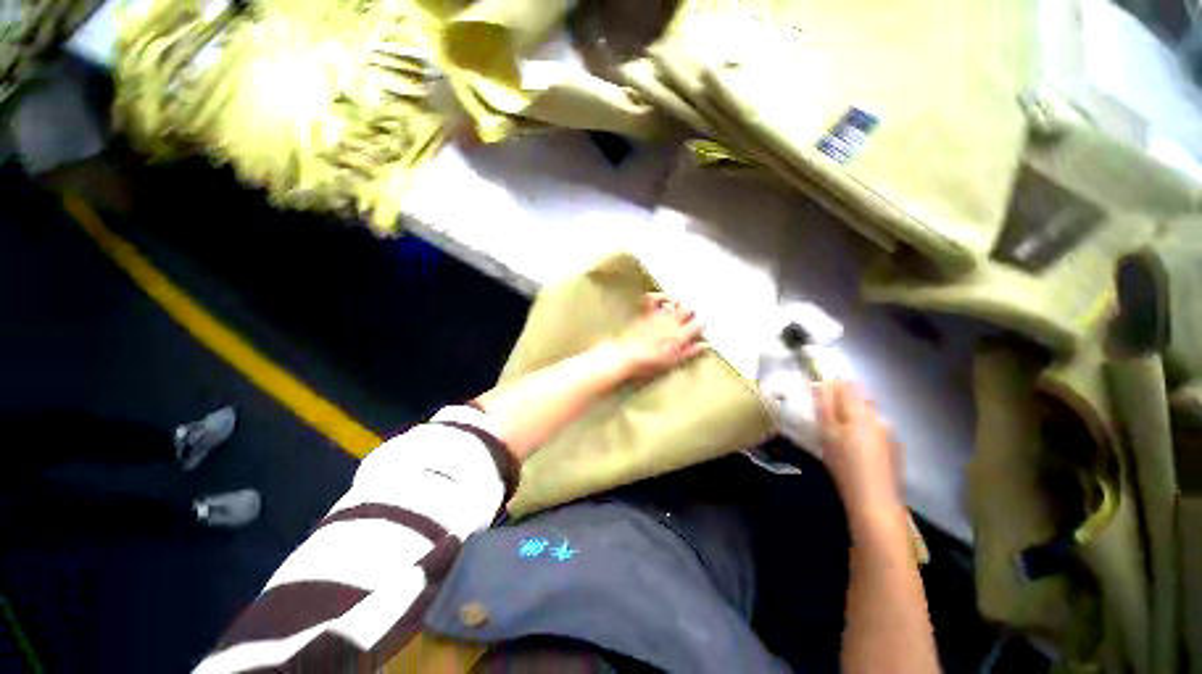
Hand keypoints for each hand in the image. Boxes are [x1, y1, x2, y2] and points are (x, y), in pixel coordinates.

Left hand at [610, 293, 706, 378]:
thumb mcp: (673, 362)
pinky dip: (658, 296)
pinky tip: (661, 297)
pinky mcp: (646, 314)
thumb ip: (689, 352)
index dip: (701, 325)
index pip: (698, 325)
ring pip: (674, 302)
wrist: (627, 357)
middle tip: (691, 313)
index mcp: (680, 336)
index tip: (701, 325)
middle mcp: (672, 323)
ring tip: (679, 302)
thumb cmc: (650, 363)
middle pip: (688, 310)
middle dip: (691, 311)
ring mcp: (658, 316)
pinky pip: (653, 299)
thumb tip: (704, 345)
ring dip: (678, 301)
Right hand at [815, 380, 904, 522]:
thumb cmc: (844, 464)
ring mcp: (890, 433)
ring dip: (852, 418)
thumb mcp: (827, 433)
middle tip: (825, 419)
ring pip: (867, 415)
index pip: (847, 384)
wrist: (875, 501)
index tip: (817, 396)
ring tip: (839, 436)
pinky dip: (863, 432)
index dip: (831, 385)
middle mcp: (879, 417)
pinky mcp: (894, 448)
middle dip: (841, 403)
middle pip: (859, 399)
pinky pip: (875, 430)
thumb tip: (823, 383)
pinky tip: (856, 450)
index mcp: (861, 411)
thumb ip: (825, 405)